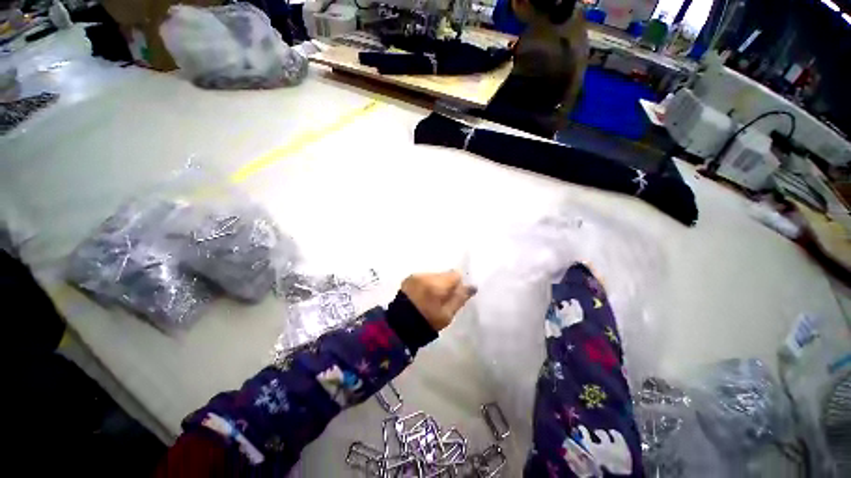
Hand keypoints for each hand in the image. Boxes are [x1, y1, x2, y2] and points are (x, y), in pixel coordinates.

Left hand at [401, 270, 475, 331]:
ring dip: (435, 284)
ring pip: (434, 276)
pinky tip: (421, 296)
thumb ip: (460, 298)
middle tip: (441, 300)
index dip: (457, 285)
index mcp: (437, 284)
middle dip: (446, 284)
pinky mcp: (408, 278)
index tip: (453, 296)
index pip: (455, 275)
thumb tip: (472, 286)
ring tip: (430, 298)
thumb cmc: (427, 322)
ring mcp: (416, 276)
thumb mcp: (447, 315)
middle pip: (444, 274)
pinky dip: (426, 284)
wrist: (400, 326)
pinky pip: (423, 277)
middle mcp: (426, 276)